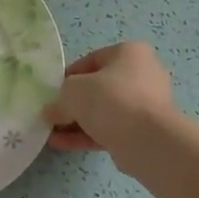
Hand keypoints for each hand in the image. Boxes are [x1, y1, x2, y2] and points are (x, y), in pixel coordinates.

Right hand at [45, 42, 177, 160]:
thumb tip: (51, 113)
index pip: (91, 61)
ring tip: (52, 134)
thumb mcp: (73, 91)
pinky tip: (63, 145)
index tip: (52, 93)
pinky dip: (87, 135)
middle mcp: (142, 74)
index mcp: (129, 53)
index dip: (67, 76)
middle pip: (98, 88)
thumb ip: (59, 99)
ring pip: (104, 111)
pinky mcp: (143, 131)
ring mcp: (145, 105)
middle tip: (52, 115)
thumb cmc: (110, 99)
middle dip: (73, 103)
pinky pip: (110, 129)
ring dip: (77, 122)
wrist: (147, 140)